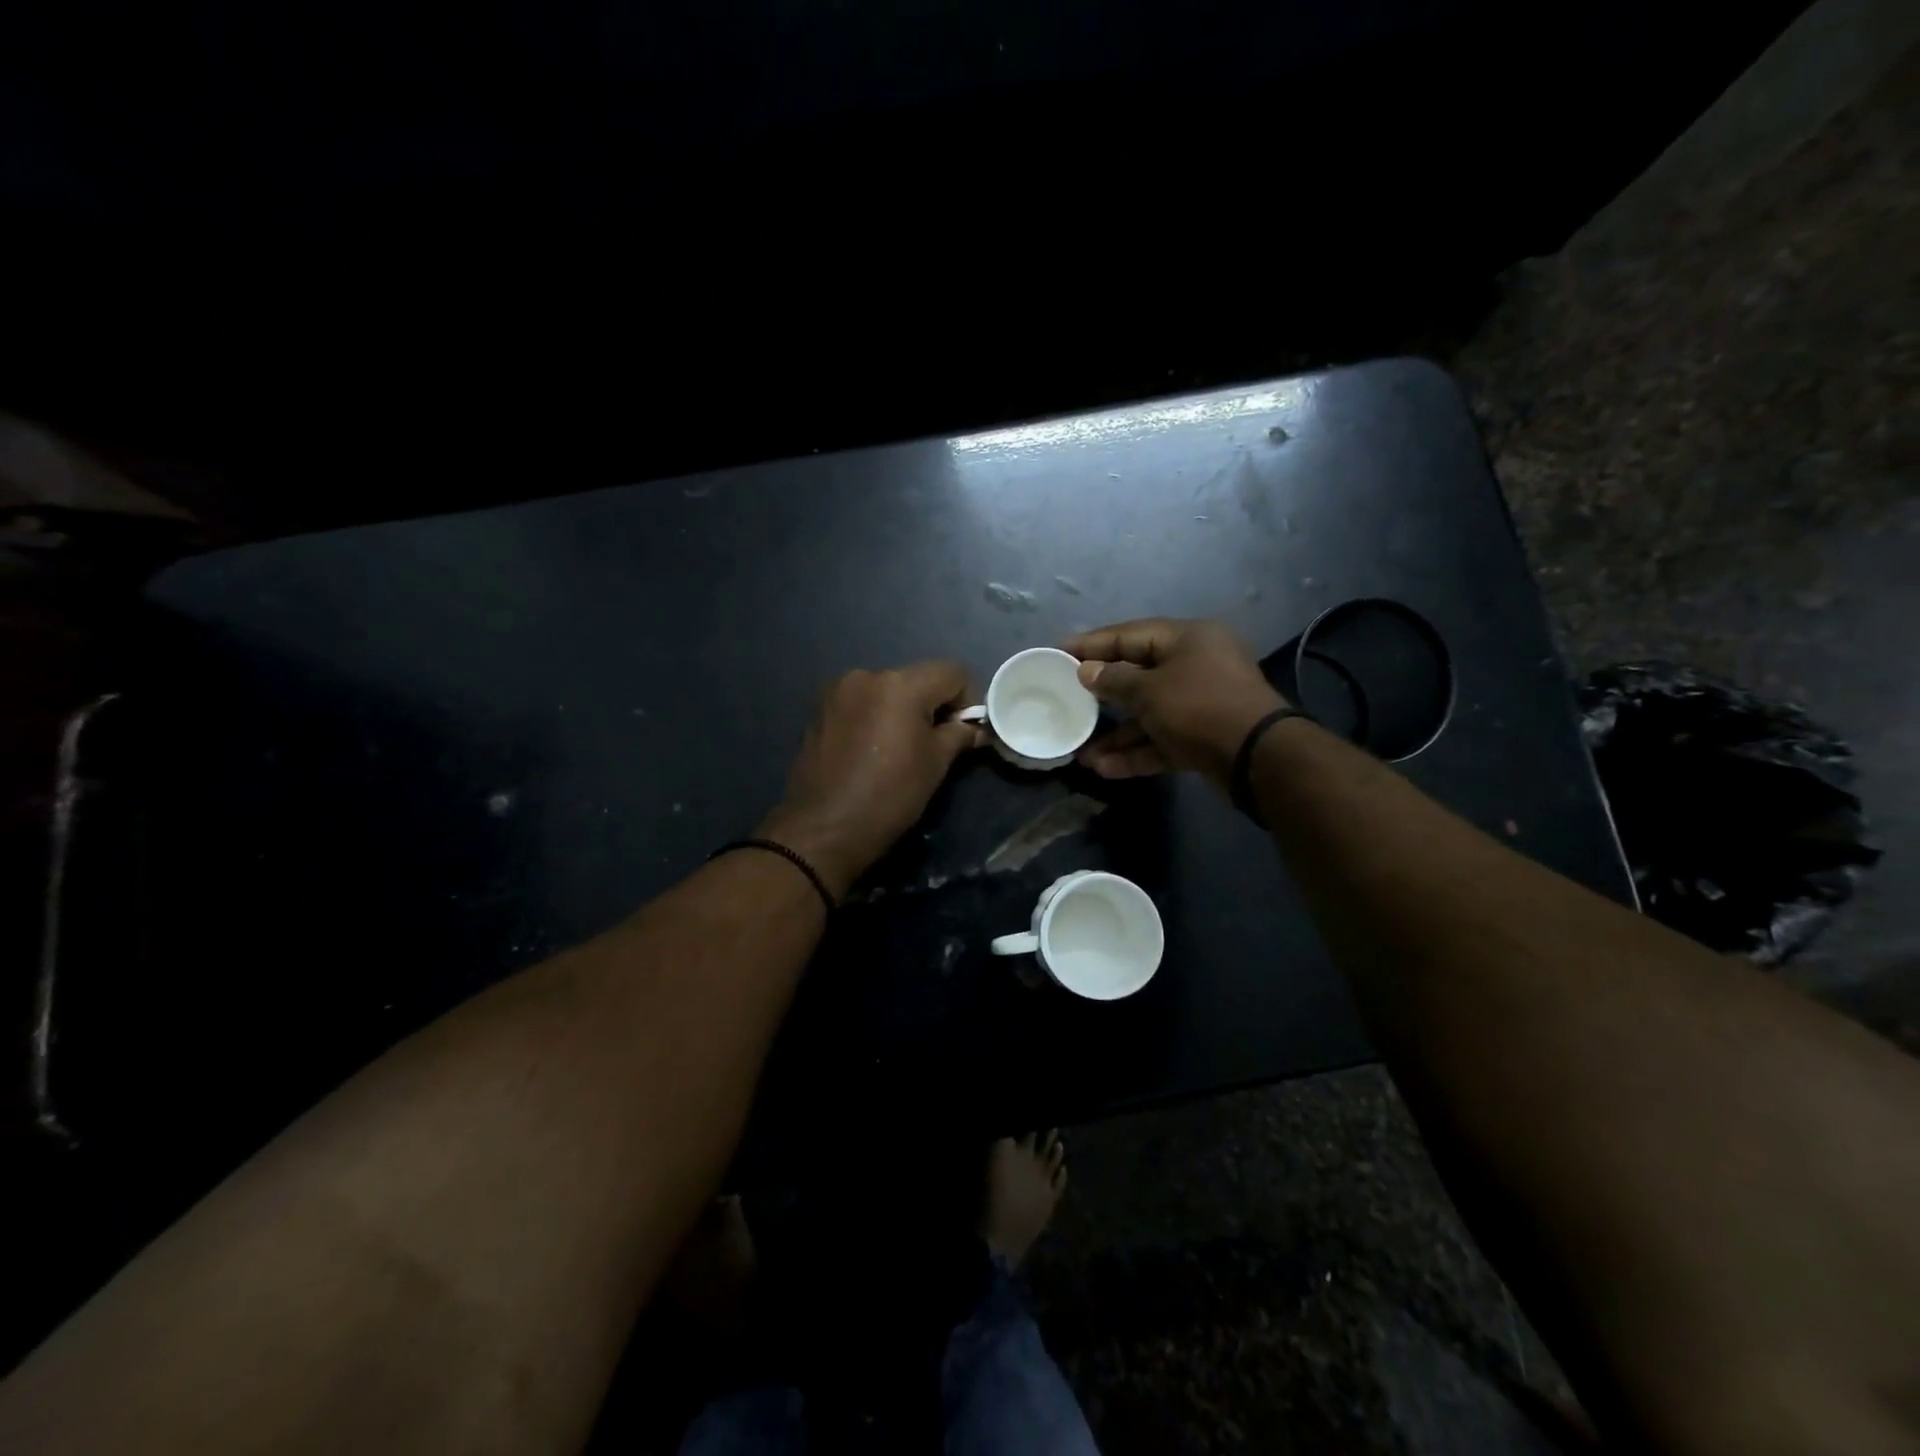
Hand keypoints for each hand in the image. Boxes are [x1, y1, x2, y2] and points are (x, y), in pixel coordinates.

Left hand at [757, 661, 984, 897]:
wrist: (823, 828)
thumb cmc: (889, 796)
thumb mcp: (935, 765)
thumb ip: (959, 735)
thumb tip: (975, 728)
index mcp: (901, 685)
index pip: (952, 672)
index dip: (967, 700)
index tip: (963, 732)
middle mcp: (868, 675)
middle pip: (917, 678)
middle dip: (932, 705)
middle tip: (933, 743)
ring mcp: (838, 690)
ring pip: (887, 690)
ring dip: (900, 710)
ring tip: (897, 749)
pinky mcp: (820, 709)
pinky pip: (861, 702)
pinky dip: (874, 716)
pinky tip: (870, 749)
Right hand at [1065, 619, 1284, 784]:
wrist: (1258, 758)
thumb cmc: (1199, 707)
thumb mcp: (1150, 691)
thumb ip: (1114, 680)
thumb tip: (1086, 671)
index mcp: (1188, 639)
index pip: (1131, 635)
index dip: (1093, 643)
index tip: (1060, 651)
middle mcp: (1196, 666)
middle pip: (1138, 675)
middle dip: (1101, 694)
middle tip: (1066, 698)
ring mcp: (1201, 703)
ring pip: (1148, 714)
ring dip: (1116, 734)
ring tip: (1081, 753)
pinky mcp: (1203, 737)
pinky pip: (1162, 739)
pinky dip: (1136, 751)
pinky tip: (1104, 768)